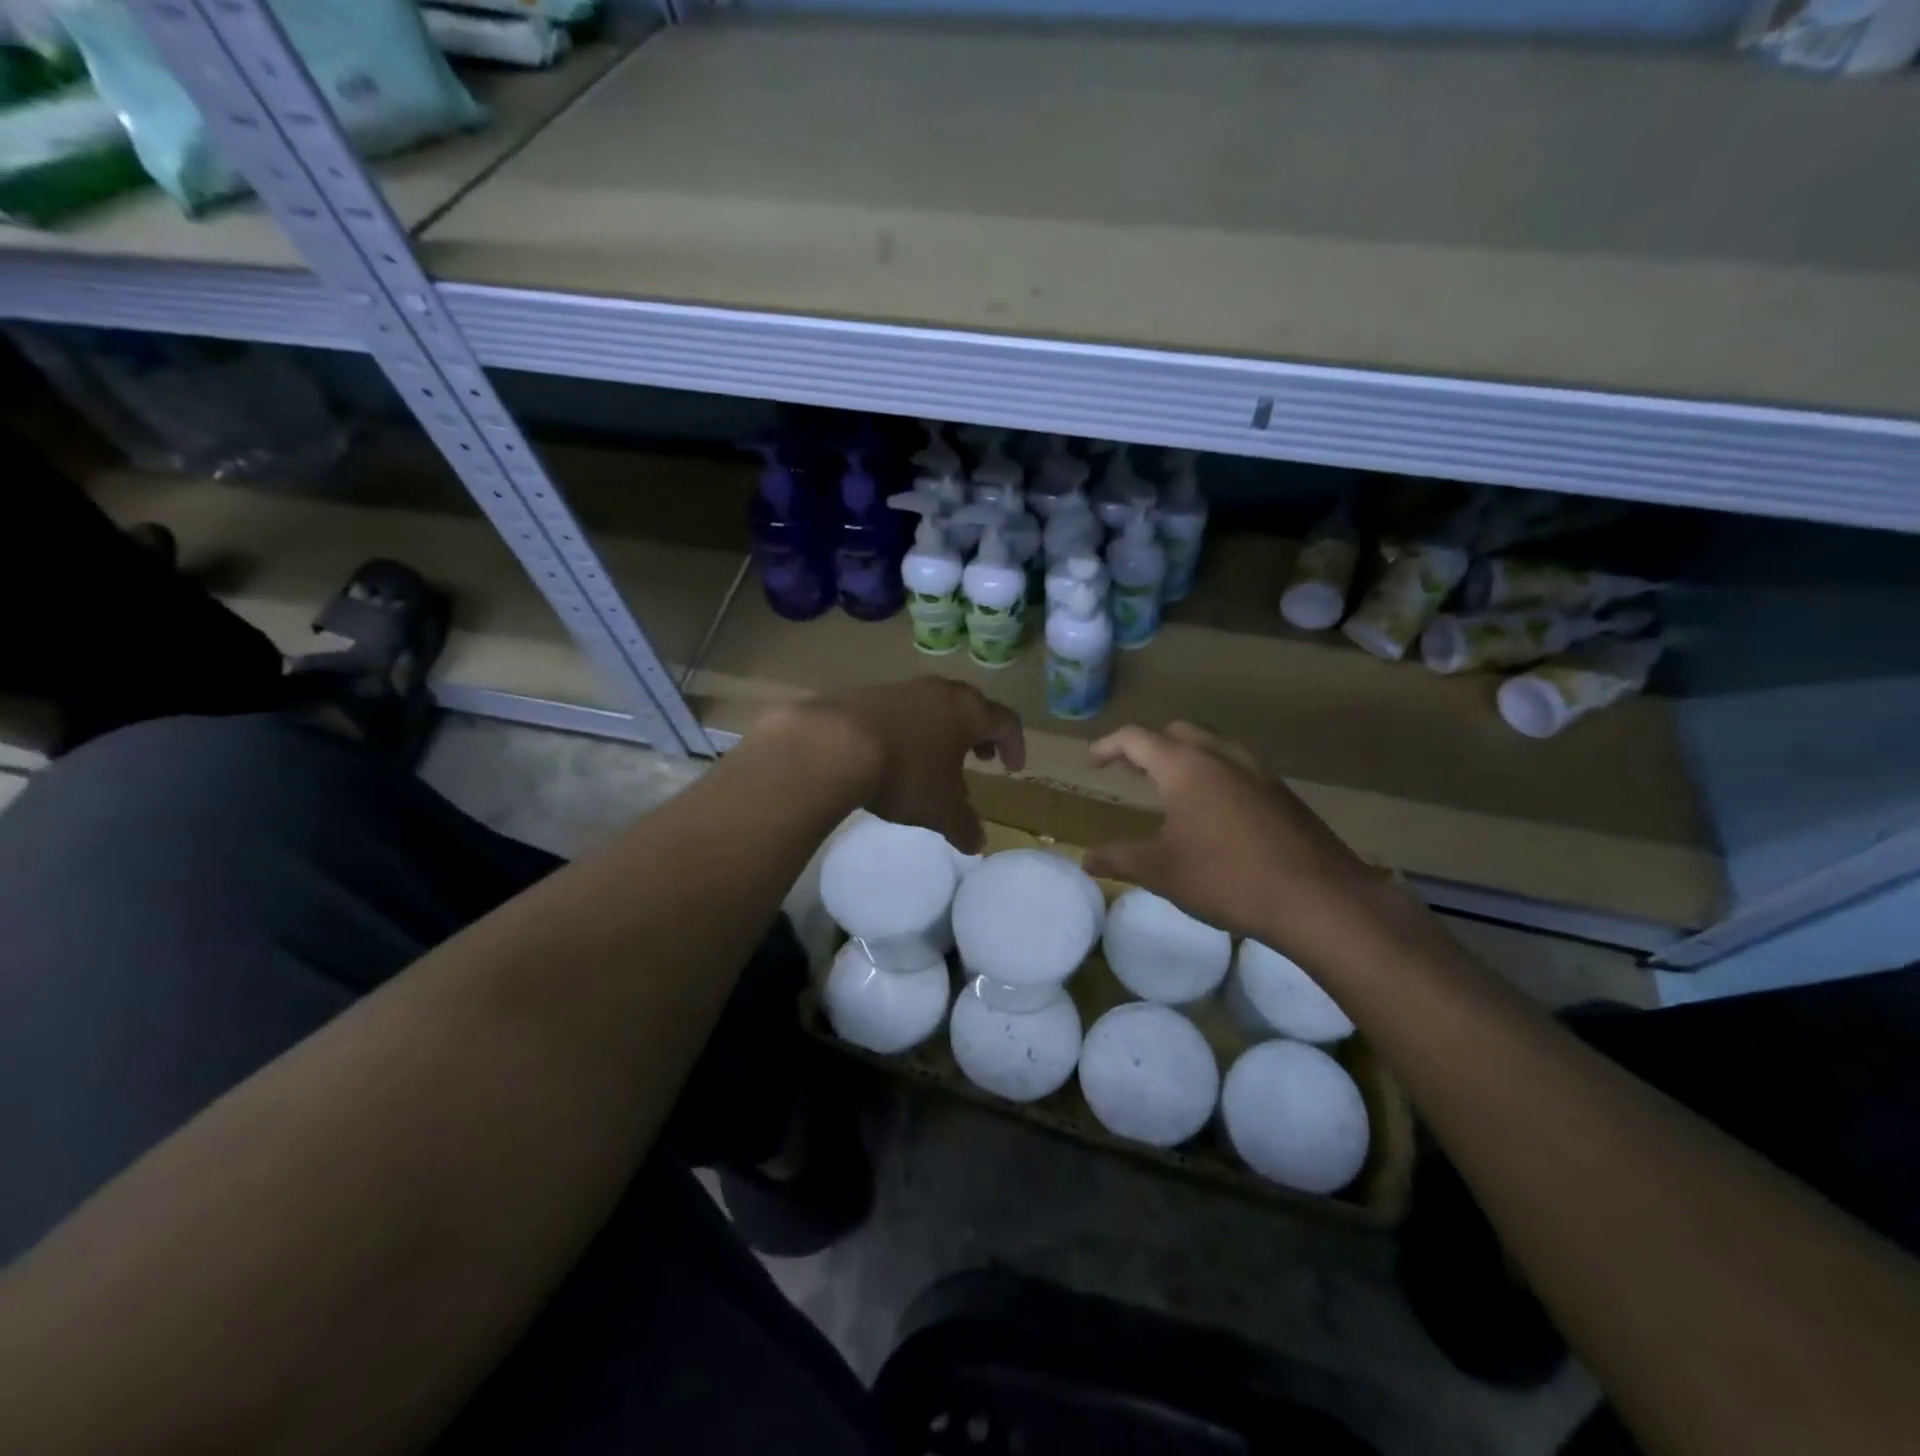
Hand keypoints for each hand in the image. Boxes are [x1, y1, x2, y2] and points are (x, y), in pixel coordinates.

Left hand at [767, 677, 1024, 853]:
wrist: (834, 744)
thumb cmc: (905, 773)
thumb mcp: (940, 810)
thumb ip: (964, 825)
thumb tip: (978, 843)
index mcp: (968, 711)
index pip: (1006, 721)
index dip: (1014, 745)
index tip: (1012, 768)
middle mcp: (940, 691)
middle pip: (971, 706)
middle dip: (979, 733)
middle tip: (980, 757)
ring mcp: (902, 688)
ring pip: (935, 705)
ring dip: (943, 729)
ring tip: (936, 758)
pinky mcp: (868, 693)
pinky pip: (903, 709)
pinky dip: (911, 728)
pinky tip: (896, 753)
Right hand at [1082, 722, 1414, 966]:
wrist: (1318, 899)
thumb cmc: (1225, 878)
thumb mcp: (1160, 871)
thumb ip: (1119, 859)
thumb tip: (1085, 859)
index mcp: (1185, 767)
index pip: (1137, 739)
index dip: (1109, 746)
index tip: (1094, 761)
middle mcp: (1222, 757)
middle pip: (1178, 732)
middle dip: (1150, 746)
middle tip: (1132, 770)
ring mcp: (1259, 773)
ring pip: (1213, 747)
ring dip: (1186, 758)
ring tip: (1171, 789)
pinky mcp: (1284, 795)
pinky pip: (1239, 770)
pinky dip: (1215, 776)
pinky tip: (1215, 814)